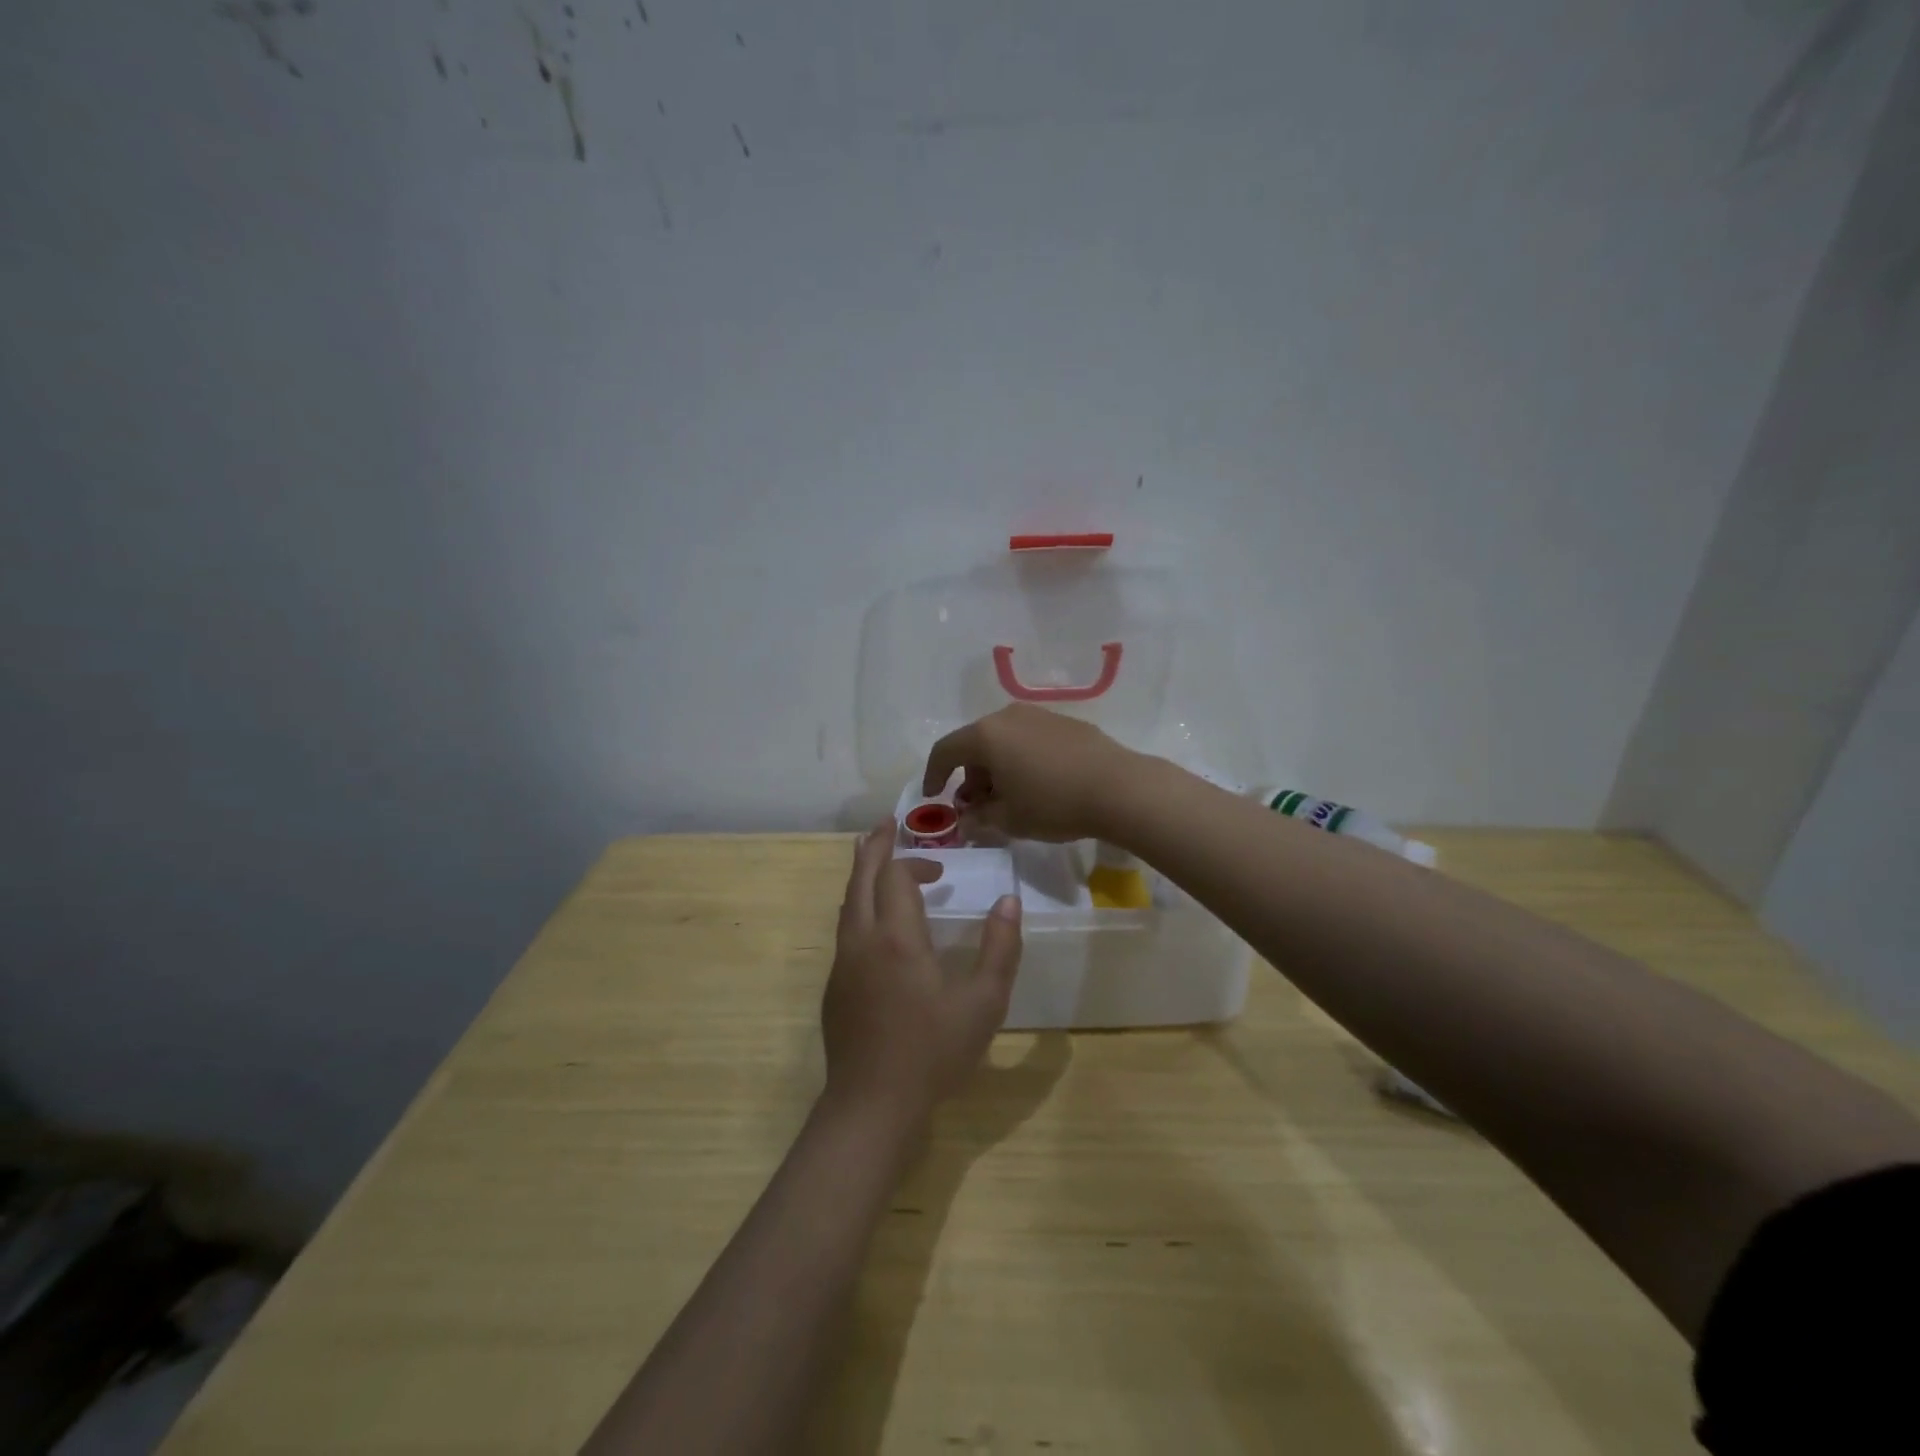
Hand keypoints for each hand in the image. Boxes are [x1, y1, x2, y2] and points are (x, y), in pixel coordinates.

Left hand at [822, 823, 1023, 1125]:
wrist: (872, 1105)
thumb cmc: (933, 1052)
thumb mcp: (983, 1003)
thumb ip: (1000, 948)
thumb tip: (1009, 901)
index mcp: (897, 938)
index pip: (895, 876)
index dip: (914, 862)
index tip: (940, 870)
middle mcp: (862, 940)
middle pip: (860, 878)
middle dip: (873, 848)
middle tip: (885, 825)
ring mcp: (843, 964)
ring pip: (847, 904)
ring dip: (862, 876)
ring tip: (873, 858)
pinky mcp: (834, 988)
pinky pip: (845, 931)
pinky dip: (858, 907)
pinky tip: (875, 924)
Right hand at [922, 704, 1137, 842]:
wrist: (1119, 788)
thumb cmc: (1053, 804)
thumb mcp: (1009, 820)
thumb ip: (979, 819)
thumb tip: (966, 820)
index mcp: (986, 736)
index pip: (945, 750)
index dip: (933, 775)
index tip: (933, 796)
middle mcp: (1009, 716)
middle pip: (976, 744)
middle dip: (970, 775)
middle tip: (977, 805)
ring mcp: (1040, 716)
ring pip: (1004, 740)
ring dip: (997, 767)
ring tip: (1009, 798)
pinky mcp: (1066, 723)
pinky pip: (1030, 739)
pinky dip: (1022, 760)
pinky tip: (1038, 785)